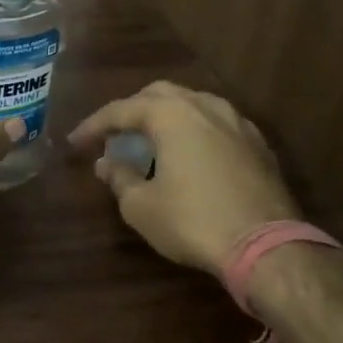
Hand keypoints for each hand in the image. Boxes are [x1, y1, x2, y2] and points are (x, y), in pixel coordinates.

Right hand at [69, 81, 299, 276]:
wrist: (267, 247)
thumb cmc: (193, 221)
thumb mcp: (140, 205)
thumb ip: (119, 178)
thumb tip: (106, 164)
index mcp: (171, 114)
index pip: (120, 110)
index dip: (92, 126)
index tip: (75, 143)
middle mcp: (205, 106)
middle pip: (158, 95)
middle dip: (132, 112)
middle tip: (115, 137)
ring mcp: (238, 123)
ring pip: (192, 105)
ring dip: (166, 119)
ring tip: (151, 144)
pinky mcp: (259, 145)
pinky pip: (216, 125)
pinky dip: (194, 132)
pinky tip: (189, 156)